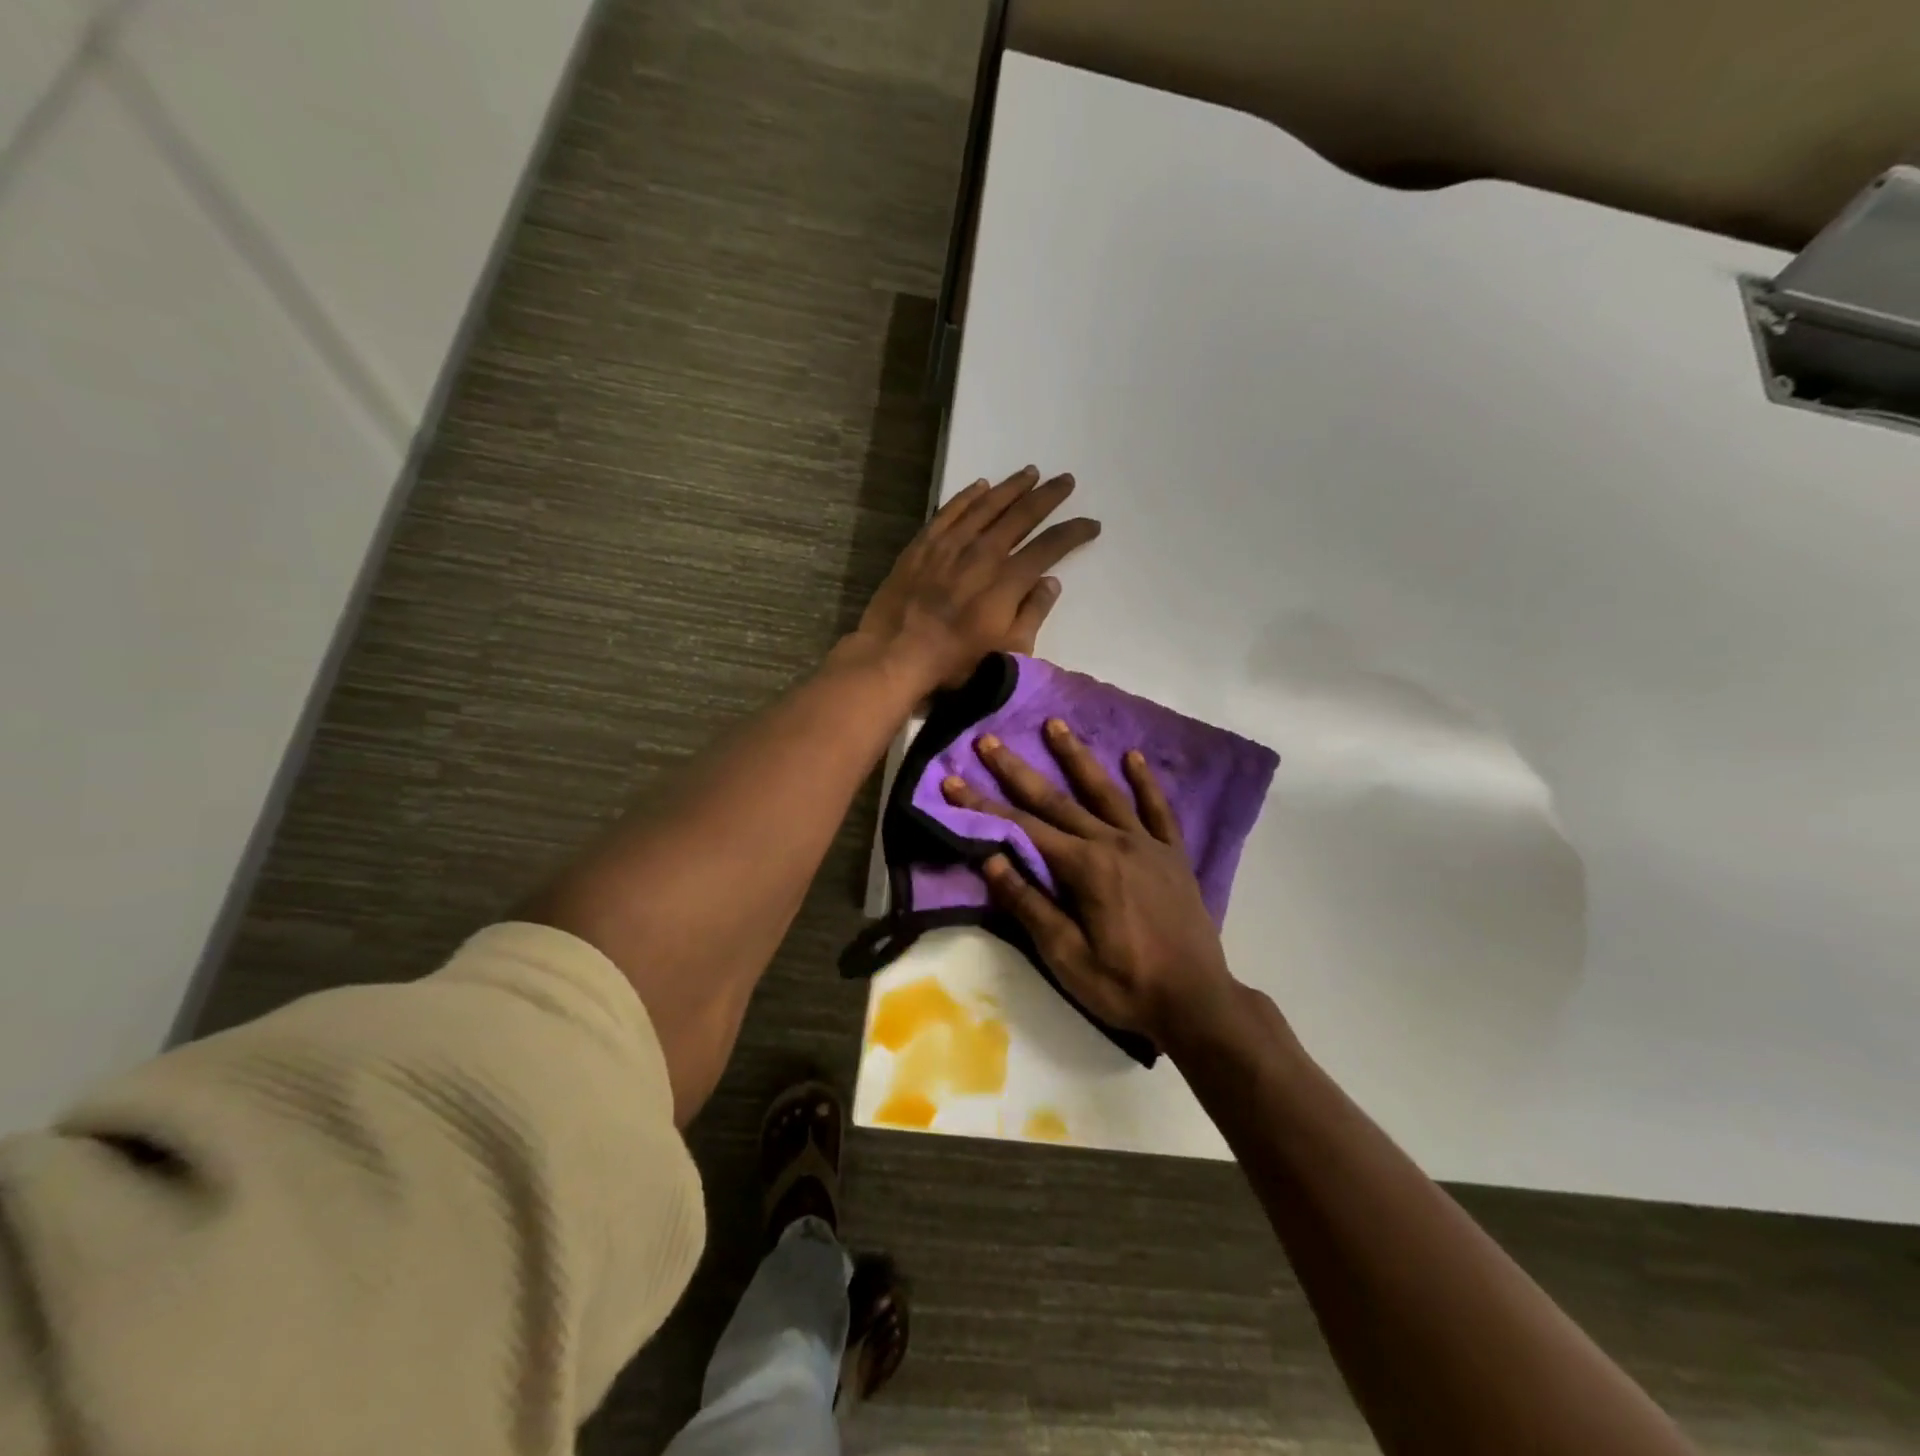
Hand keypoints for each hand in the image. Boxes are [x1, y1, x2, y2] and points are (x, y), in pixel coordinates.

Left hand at [855, 467, 1099, 690]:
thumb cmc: (956, 662)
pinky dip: (967, 496)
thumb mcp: (1008, 651)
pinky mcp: (922, 545)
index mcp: (1007, 580)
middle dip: (1048, 496)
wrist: (895, 655)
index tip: (1091, 524)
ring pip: (986, 505)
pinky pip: (949, 511)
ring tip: (1030, 473)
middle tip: (1066, 481)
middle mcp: (982, 553)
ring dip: (1011, 487)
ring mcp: (949, 545)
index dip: (1074, 532)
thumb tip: (1050, 582)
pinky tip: (980, 486)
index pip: (1050, 547)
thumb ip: (1033, 614)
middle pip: (1021, 515)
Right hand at [941, 719, 1241, 1045]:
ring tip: (1055, 724)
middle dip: (1017, 771)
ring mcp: (1147, 844)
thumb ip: (1029, 904)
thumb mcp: (1066, 956)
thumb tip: (990, 859)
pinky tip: (1133, 758)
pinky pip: (1158, 809)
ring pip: (1104, 791)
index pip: (1022, 829)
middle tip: (988, 740)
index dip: (983, 806)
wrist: (1197, 1002)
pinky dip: (1145, 782)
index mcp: (1084, 867)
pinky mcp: (1173, 855)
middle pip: (1056, 800)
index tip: (952, 781)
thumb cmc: (1124, 985)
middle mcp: (1113, 842)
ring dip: (1076, 757)